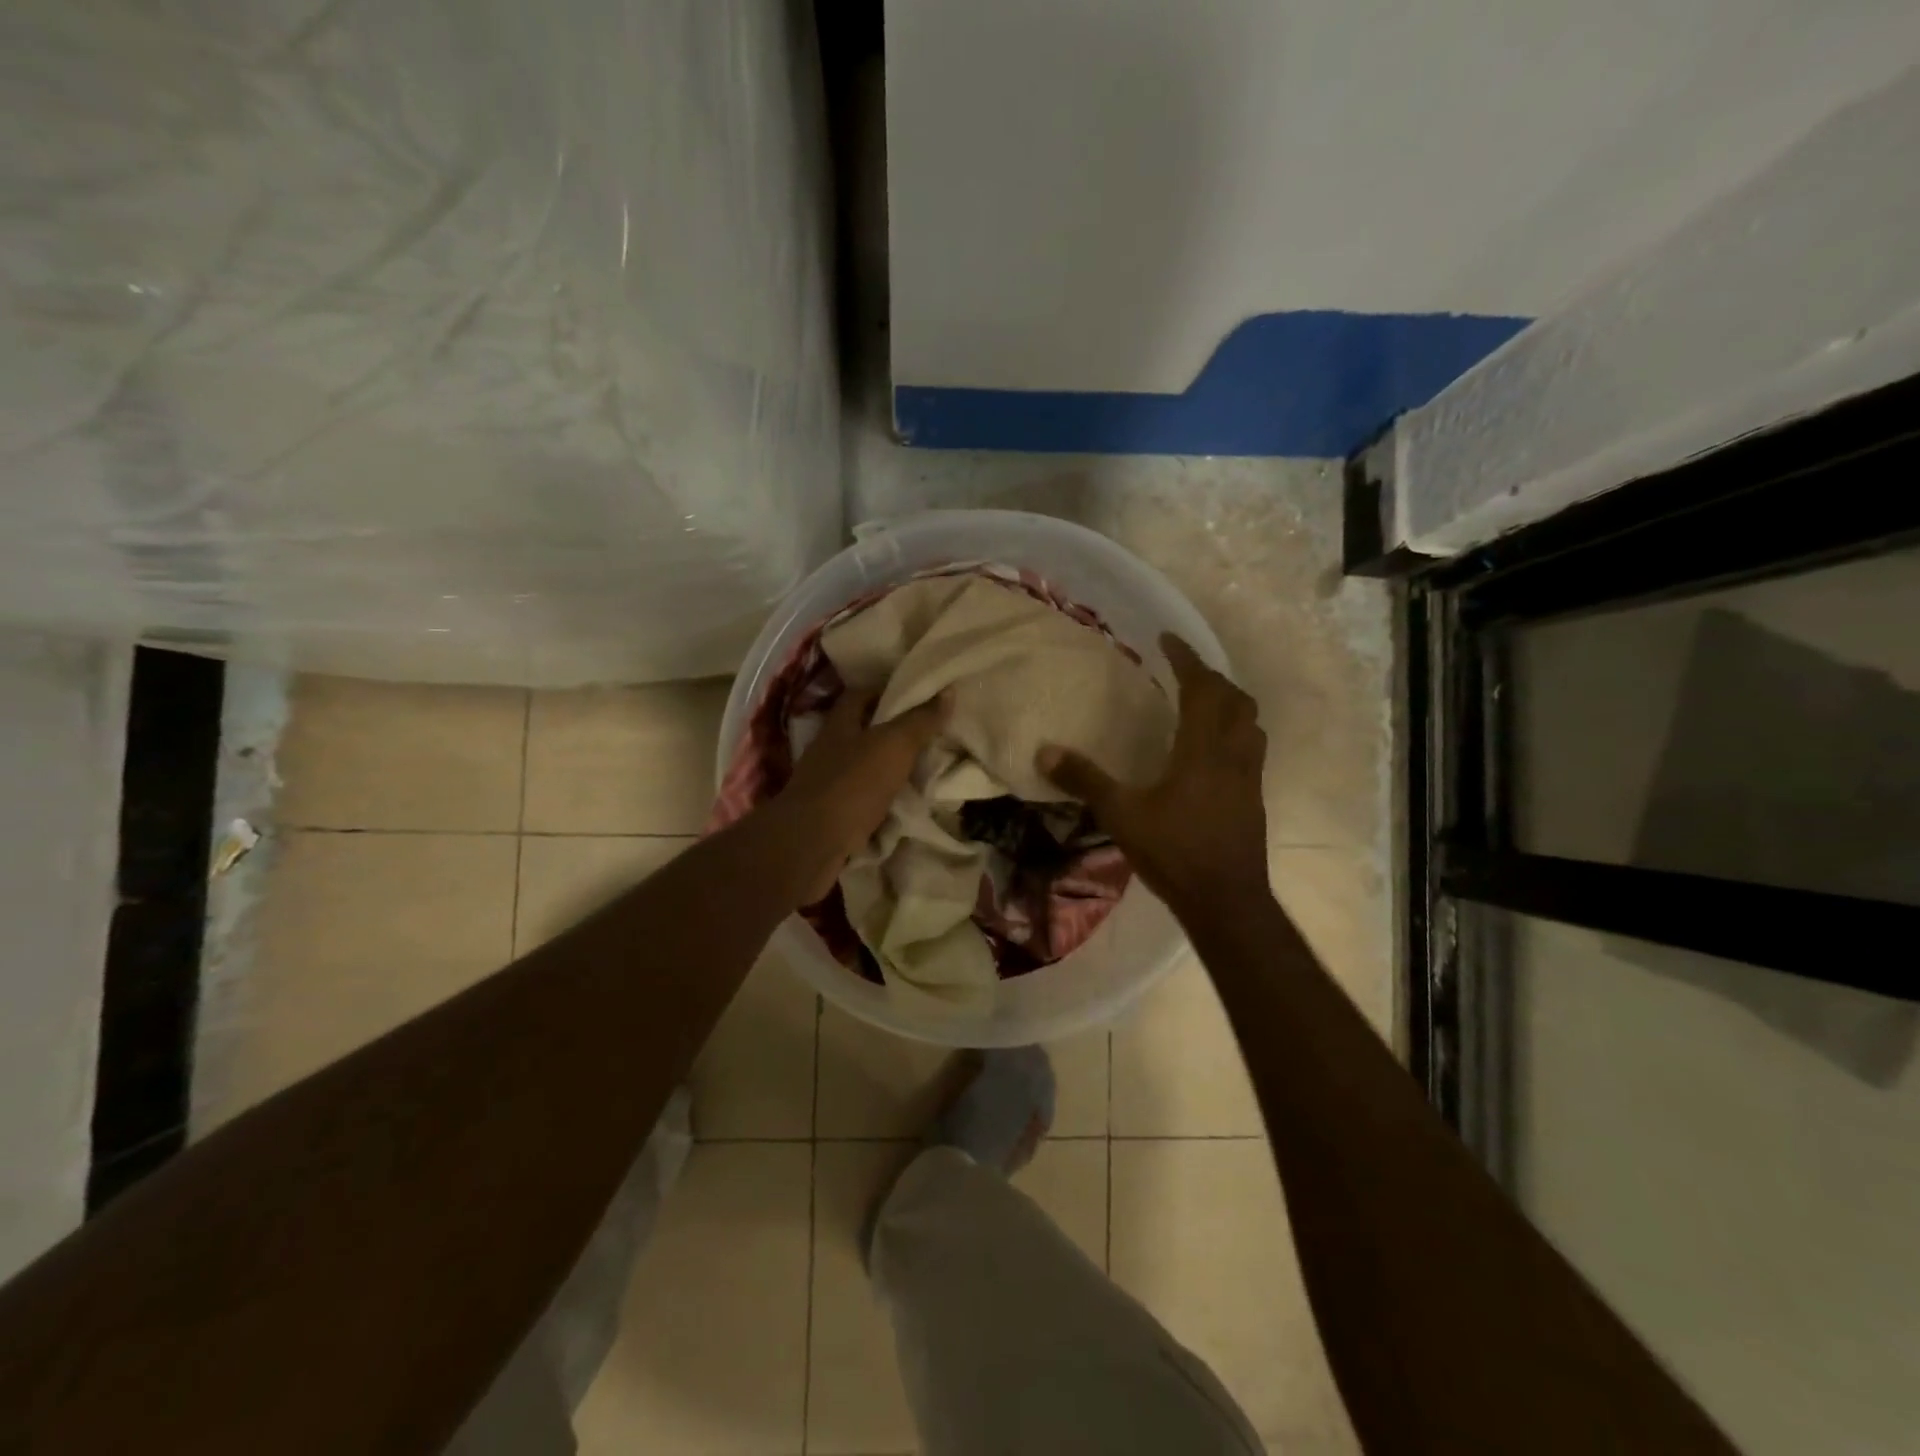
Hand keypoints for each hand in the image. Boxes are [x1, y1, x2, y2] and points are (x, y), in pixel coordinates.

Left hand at [776, 688, 949, 903]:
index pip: (861, 695)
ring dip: (888, 768)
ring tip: (925, 768)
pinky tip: (906, 803)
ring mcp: (828, 784)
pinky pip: (864, 800)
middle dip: (892, 732)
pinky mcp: (833, 815)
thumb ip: (920, 720)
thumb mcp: (894, 745)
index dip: (887, 691)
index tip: (918, 696)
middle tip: (929, 733)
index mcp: (839, 724)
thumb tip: (948, 691)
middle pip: (862, 731)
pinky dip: (883, 800)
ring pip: (863, 767)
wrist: (814, 842)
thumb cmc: (853, 783)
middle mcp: (829, 749)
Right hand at [1037, 633, 1268, 916]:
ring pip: (1250, 723)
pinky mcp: (1254, 798)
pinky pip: (1251, 748)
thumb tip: (1045, 751)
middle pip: (1234, 699)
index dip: (1186, 659)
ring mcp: (1249, 777)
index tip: (1167, 640)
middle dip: (1210, 677)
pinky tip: (1213, 750)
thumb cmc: (1174, 852)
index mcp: (1203, 749)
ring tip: (1203, 702)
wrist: (1226, 900)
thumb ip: (1084, 780)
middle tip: (1183, 671)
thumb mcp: (1120, 815)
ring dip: (1229, 703)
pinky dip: (1235, 731)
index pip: (1201, 688)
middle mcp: (1233, 754)